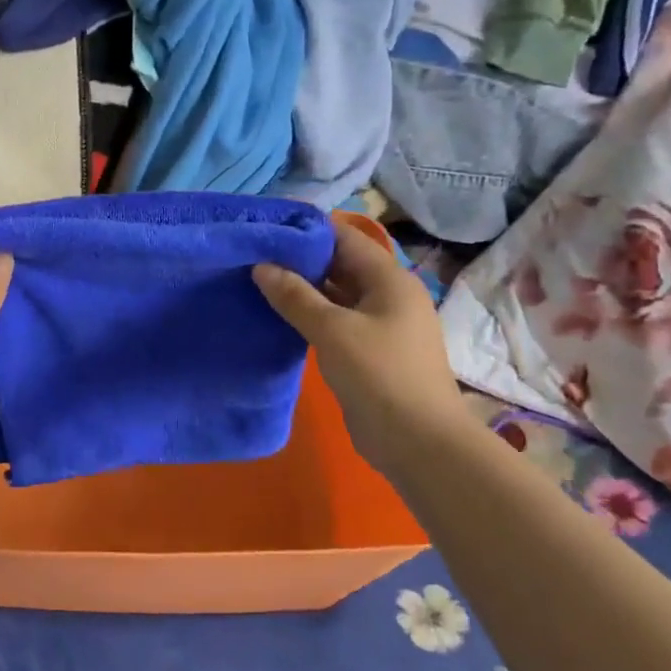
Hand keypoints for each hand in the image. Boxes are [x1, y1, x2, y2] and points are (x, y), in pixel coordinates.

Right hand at [253, 221, 472, 474]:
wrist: (417, 441)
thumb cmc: (379, 374)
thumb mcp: (332, 330)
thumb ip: (295, 296)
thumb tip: (261, 267)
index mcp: (389, 280)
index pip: (345, 238)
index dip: (307, 231)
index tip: (266, 229)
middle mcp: (388, 295)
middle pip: (340, 265)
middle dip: (300, 260)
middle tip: (253, 256)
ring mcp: (380, 325)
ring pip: (336, 295)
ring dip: (302, 290)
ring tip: (257, 282)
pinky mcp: (369, 352)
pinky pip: (336, 322)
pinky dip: (310, 316)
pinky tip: (278, 317)